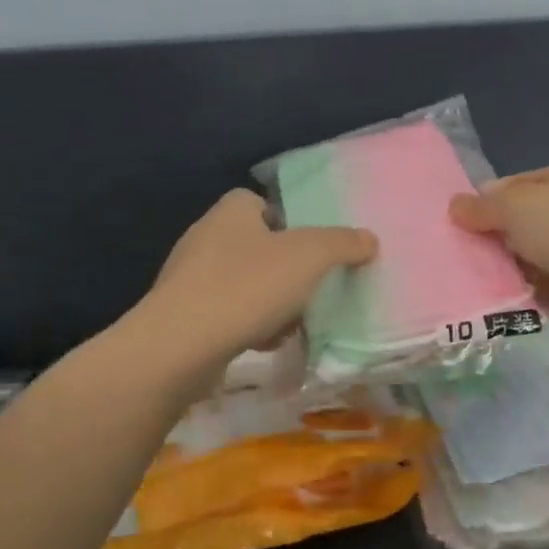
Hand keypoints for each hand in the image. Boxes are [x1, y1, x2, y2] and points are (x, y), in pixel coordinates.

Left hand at [144, 189, 376, 371]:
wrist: (180, 346)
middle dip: (286, 270)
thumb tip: (369, 239)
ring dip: (271, 303)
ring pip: (245, 283)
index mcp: (231, 211)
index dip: (288, 221)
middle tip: (309, 289)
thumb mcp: (310, 257)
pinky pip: (227, 313)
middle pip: (258, 246)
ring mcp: (190, 278)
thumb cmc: (247, 286)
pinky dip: (249, 326)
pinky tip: (264, 343)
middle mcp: (205, 236)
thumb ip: (343, 243)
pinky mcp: (183, 315)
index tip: (311, 248)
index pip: (260, 202)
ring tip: (291, 323)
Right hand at [449, 163, 548, 350]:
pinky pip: (529, 290)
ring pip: (521, 258)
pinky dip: (509, 294)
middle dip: (488, 235)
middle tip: (449, 248)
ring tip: (456, 274)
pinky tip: (480, 297)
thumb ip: (482, 206)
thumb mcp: (516, 204)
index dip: (487, 198)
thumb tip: (455, 207)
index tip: (454, 217)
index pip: (518, 184)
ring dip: (496, 267)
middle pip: (518, 223)